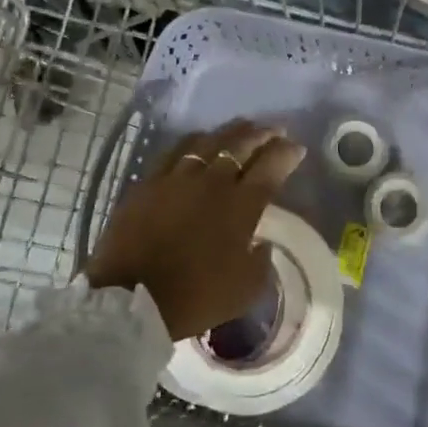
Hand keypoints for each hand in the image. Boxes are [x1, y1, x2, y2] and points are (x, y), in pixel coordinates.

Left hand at [84, 119, 306, 341]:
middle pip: (243, 144)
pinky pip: (178, 149)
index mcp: (241, 205)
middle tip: (275, 130)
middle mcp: (213, 181)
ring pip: (211, 140)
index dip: (287, 153)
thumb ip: (261, 261)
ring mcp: (179, 176)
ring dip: (232, 131)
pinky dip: (196, 139)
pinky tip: (201, 139)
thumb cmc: (193, 297)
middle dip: (264, 134)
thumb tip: (261, 242)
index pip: (272, 166)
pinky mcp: (151, 180)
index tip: (297, 149)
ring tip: (243, 127)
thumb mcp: (244, 290)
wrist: (130, 299)